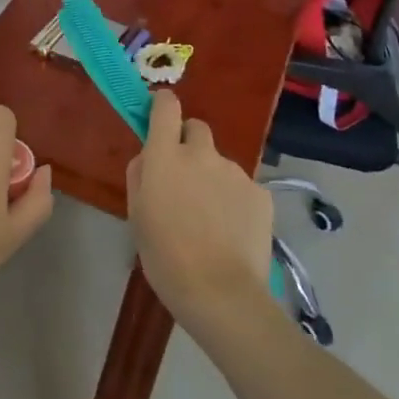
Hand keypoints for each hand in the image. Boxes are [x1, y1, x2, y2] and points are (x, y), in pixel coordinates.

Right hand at [126, 90, 272, 342]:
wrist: (221, 294)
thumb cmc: (166, 257)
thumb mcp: (137, 215)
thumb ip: (140, 175)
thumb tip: (149, 156)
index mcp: (166, 155)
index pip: (166, 106)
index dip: (162, 105)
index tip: (159, 116)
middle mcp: (201, 153)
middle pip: (196, 128)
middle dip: (189, 144)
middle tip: (185, 178)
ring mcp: (235, 171)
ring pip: (219, 162)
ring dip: (212, 178)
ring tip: (211, 219)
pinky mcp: (261, 192)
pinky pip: (242, 187)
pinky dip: (235, 200)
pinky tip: (232, 231)